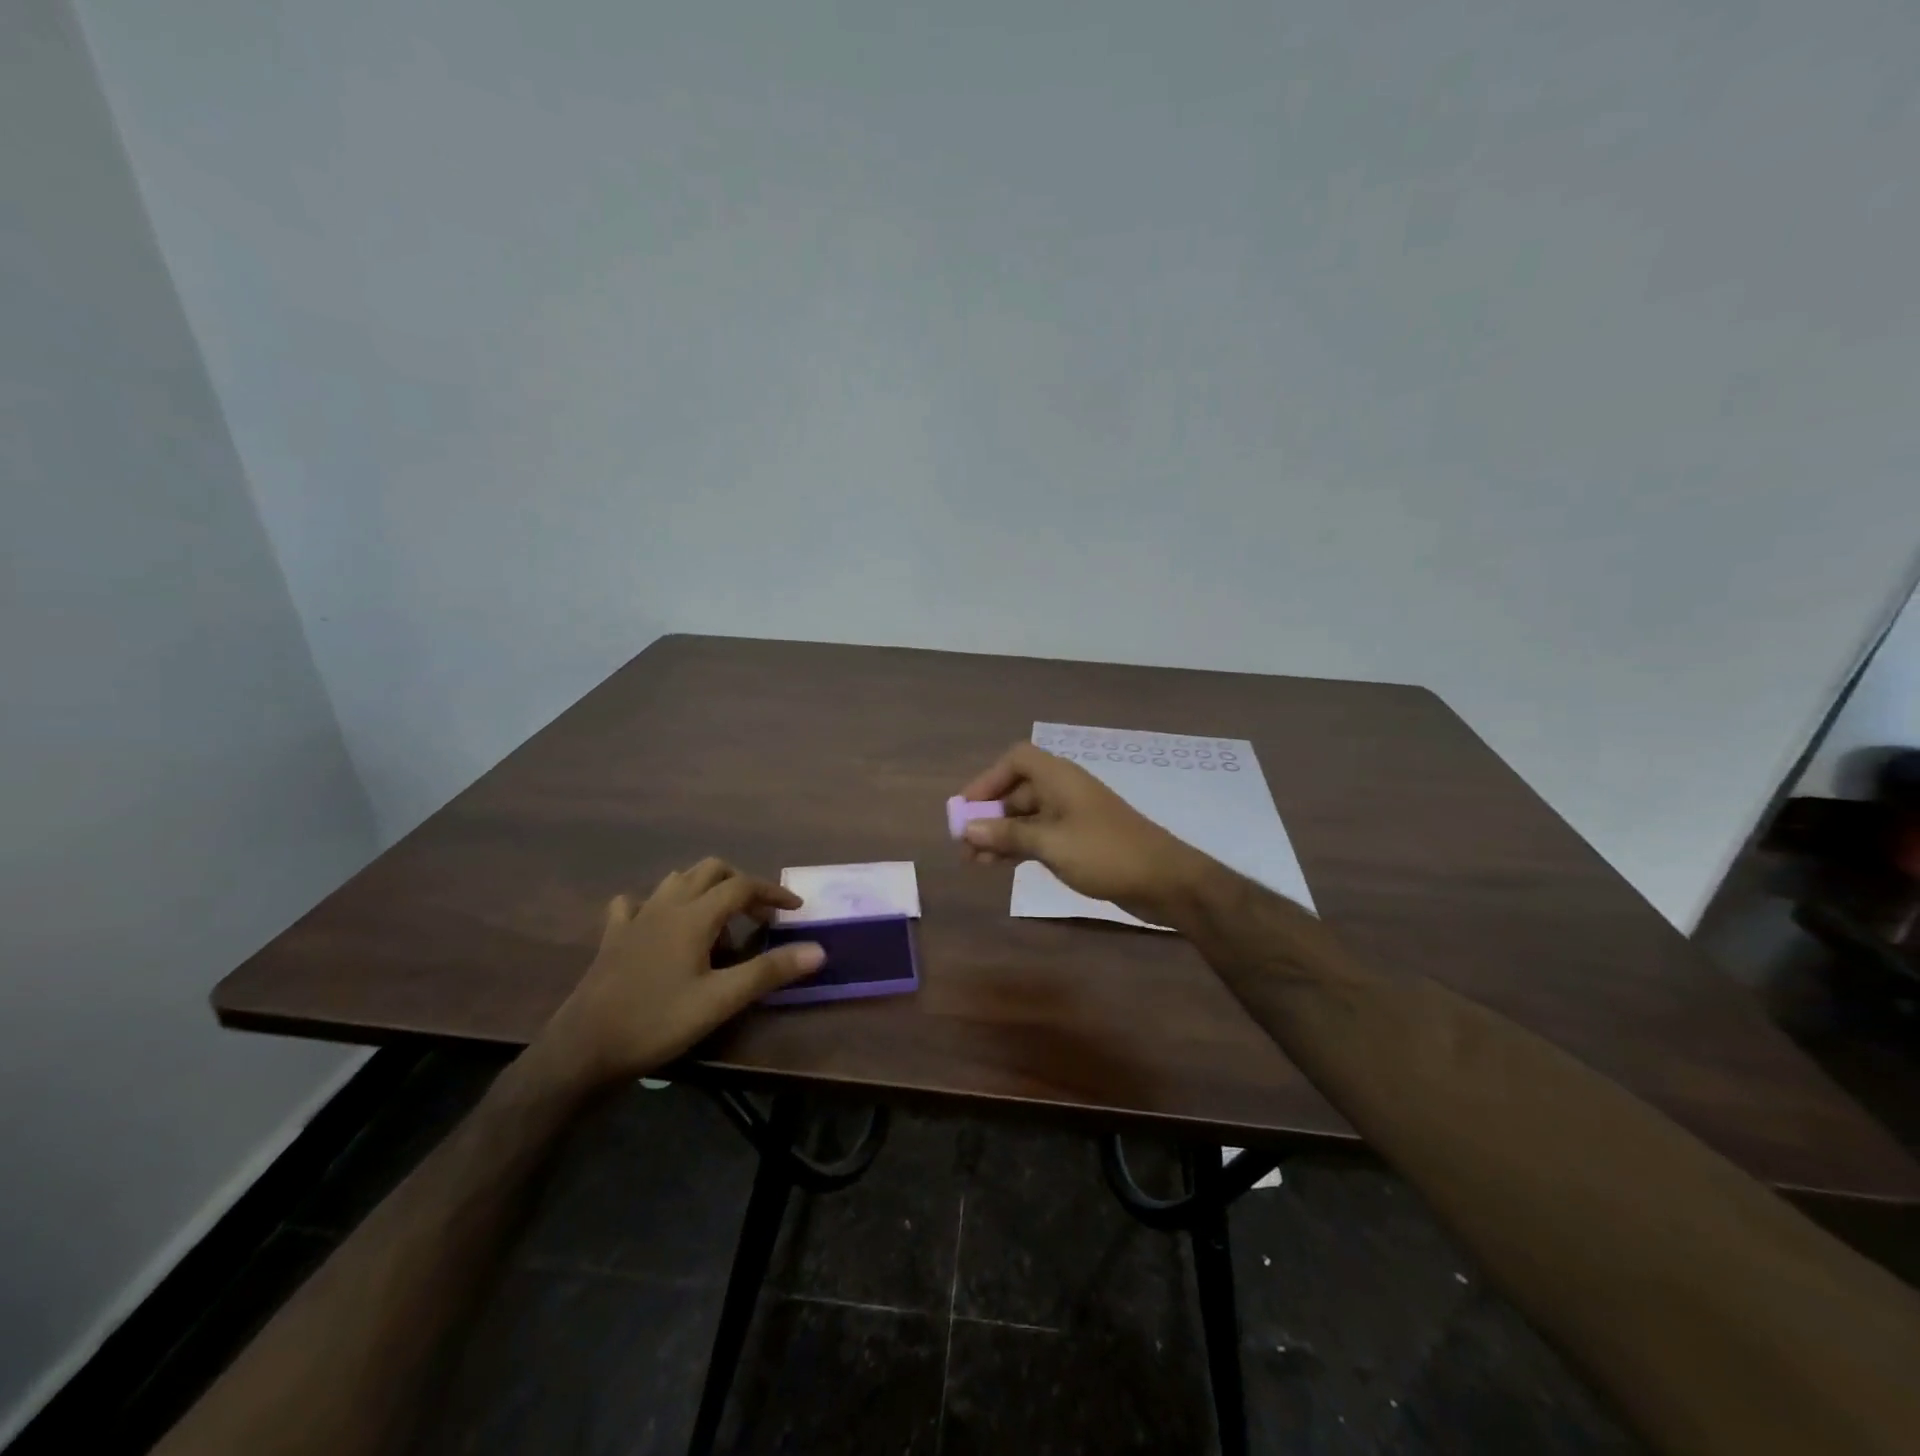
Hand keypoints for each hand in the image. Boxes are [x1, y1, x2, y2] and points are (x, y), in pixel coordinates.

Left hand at [529, 859, 823, 1091]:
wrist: (583, 1049)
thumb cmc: (657, 1021)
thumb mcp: (720, 1000)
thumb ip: (769, 971)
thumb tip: (817, 950)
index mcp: (694, 915)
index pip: (742, 886)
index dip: (772, 892)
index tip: (795, 909)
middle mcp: (667, 905)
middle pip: (710, 870)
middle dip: (740, 884)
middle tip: (758, 915)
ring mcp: (636, 918)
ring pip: (676, 880)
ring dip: (704, 888)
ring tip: (719, 919)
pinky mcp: (613, 937)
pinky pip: (636, 903)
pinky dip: (657, 904)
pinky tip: (661, 923)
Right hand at [956, 742, 1213, 921]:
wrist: (1165, 880)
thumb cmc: (1105, 853)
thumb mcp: (1051, 844)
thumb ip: (1007, 834)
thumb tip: (967, 829)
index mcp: (1059, 778)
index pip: (1016, 760)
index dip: (987, 780)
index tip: (968, 809)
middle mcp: (1064, 790)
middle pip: (1017, 790)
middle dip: (989, 814)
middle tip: (964, 844)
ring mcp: (1073, 815)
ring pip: (1026, 816)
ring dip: (1000, 834)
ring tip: (975, 863)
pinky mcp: (1080, 839)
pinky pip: (1040, 834)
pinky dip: (1019, 845)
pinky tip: (1001, 866)